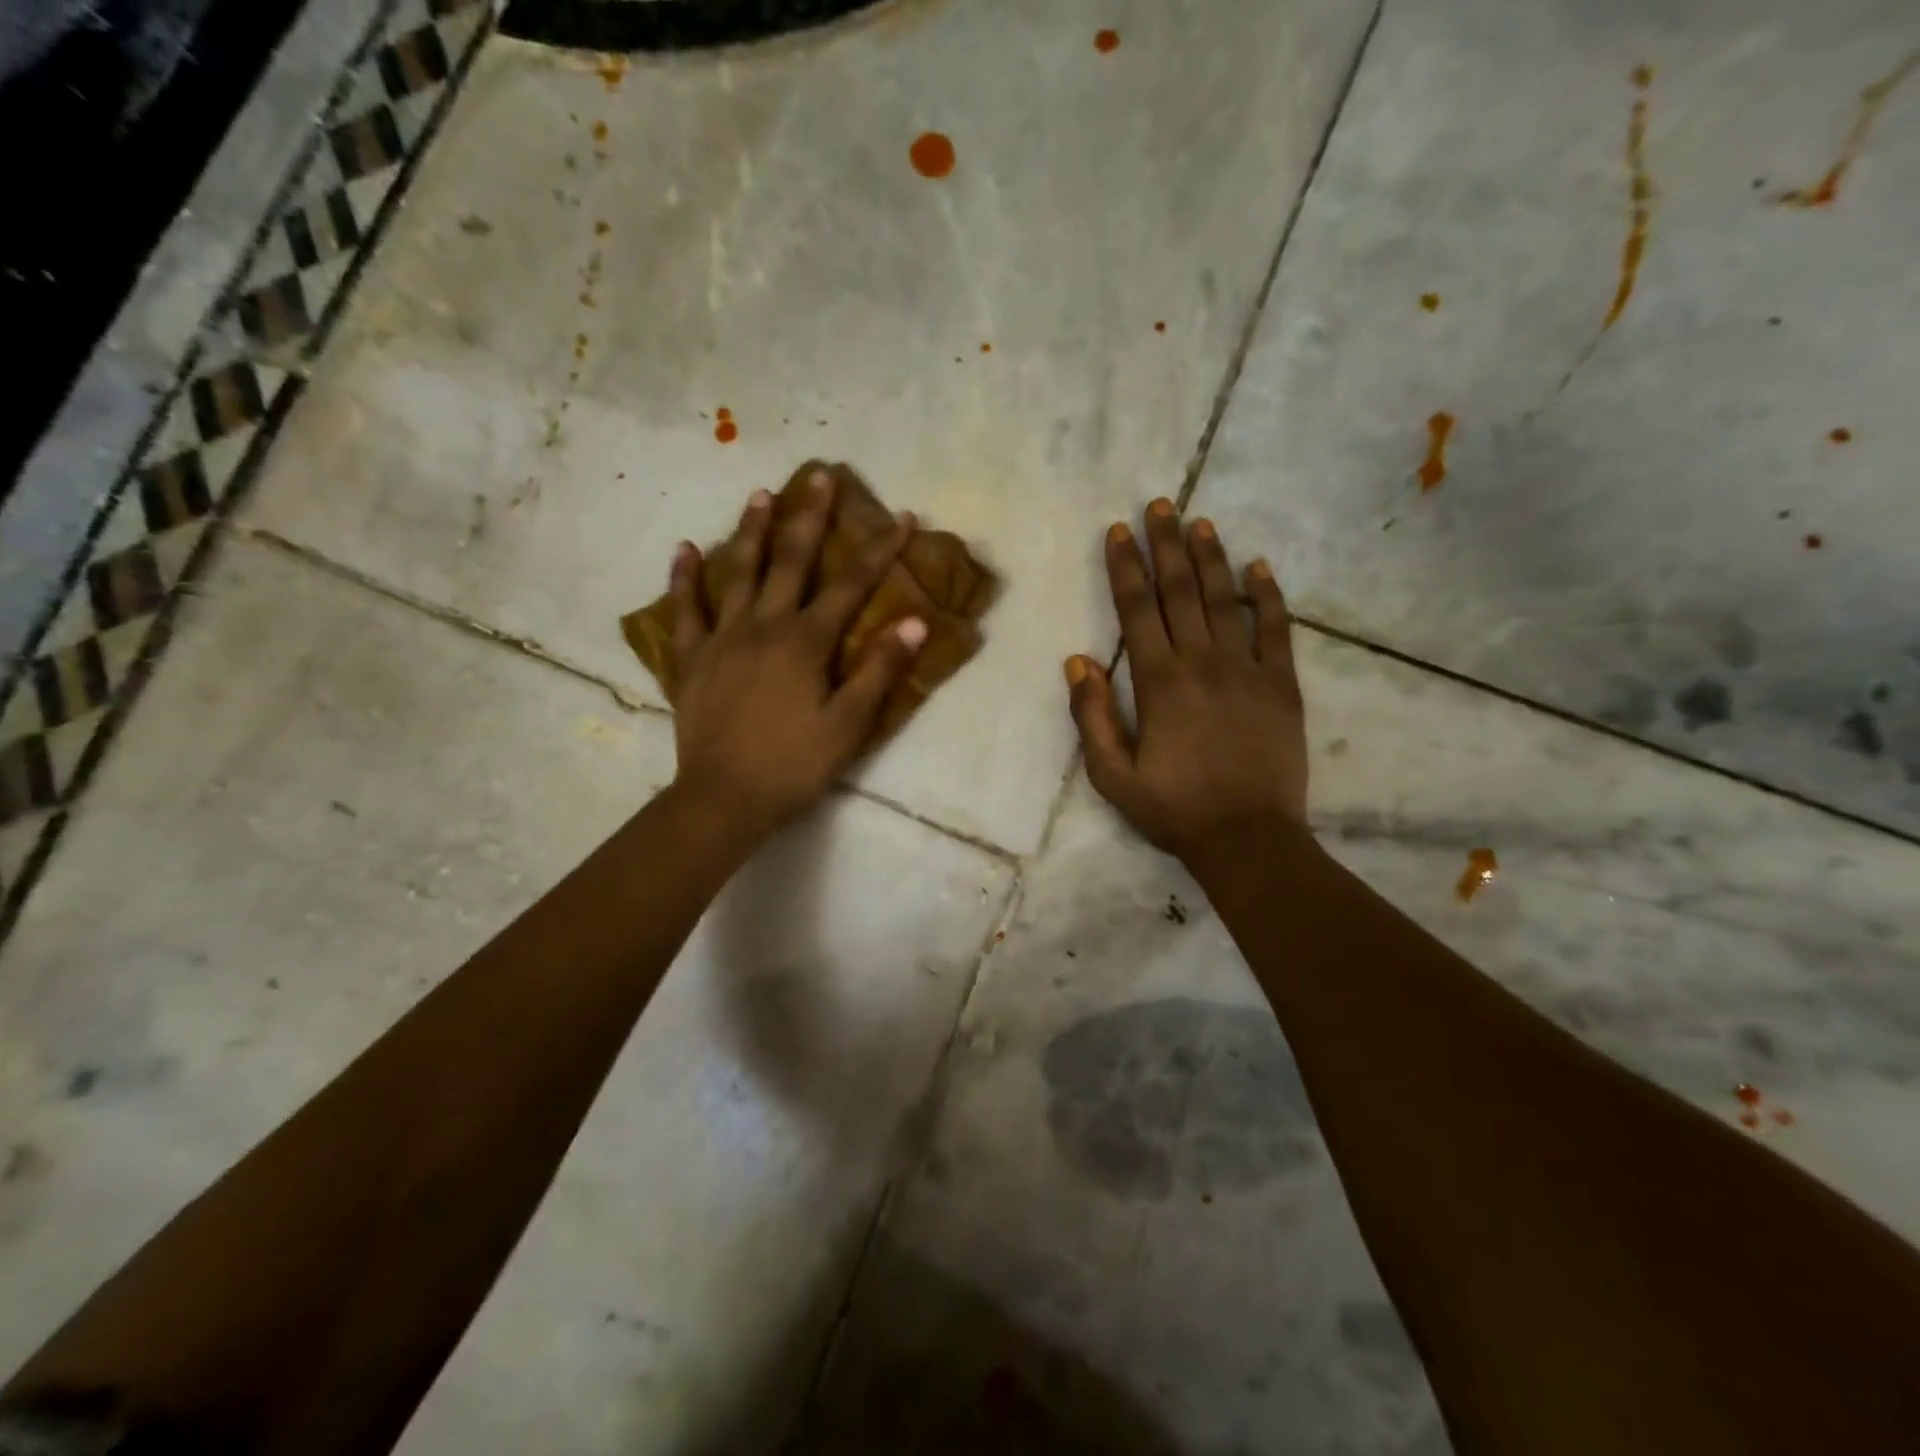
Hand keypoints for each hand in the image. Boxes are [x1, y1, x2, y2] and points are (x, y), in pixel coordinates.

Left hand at [667, 468, 926, 842]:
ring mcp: (721, 639)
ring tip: (760, 494)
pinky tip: (685, 549)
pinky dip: (684, 578)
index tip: (901, 517)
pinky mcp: (692, 660)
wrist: (723, 799)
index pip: (851, 585)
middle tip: (820, 475)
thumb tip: (912, 621)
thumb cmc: (793, 765)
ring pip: (737, 573)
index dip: (879, 550)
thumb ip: (878, 670)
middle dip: (809, 517)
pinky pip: (685, 610)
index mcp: (805, 642)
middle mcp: (763, 626)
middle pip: (790, 561)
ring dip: (750, 531)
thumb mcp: (849, 724)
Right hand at [1065, 498, 1307, 862]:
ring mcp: (1247, 669)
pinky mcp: (1281, 684)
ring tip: (1200, 522)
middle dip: (1166, 545)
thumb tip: (1077, 660)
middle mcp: (1201, 662)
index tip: (1119, 531)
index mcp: (1158, 681)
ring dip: (1210, 558)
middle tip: (1160, 504)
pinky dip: (1268, 595)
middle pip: (1180, 591)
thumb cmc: (1173, 809)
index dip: (1125, 567)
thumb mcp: (1111, 775)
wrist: (1247, 838)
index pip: (1136, 609)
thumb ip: (1091, 716)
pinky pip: (1276, 629)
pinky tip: (1259, 566)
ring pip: (1225, 600)